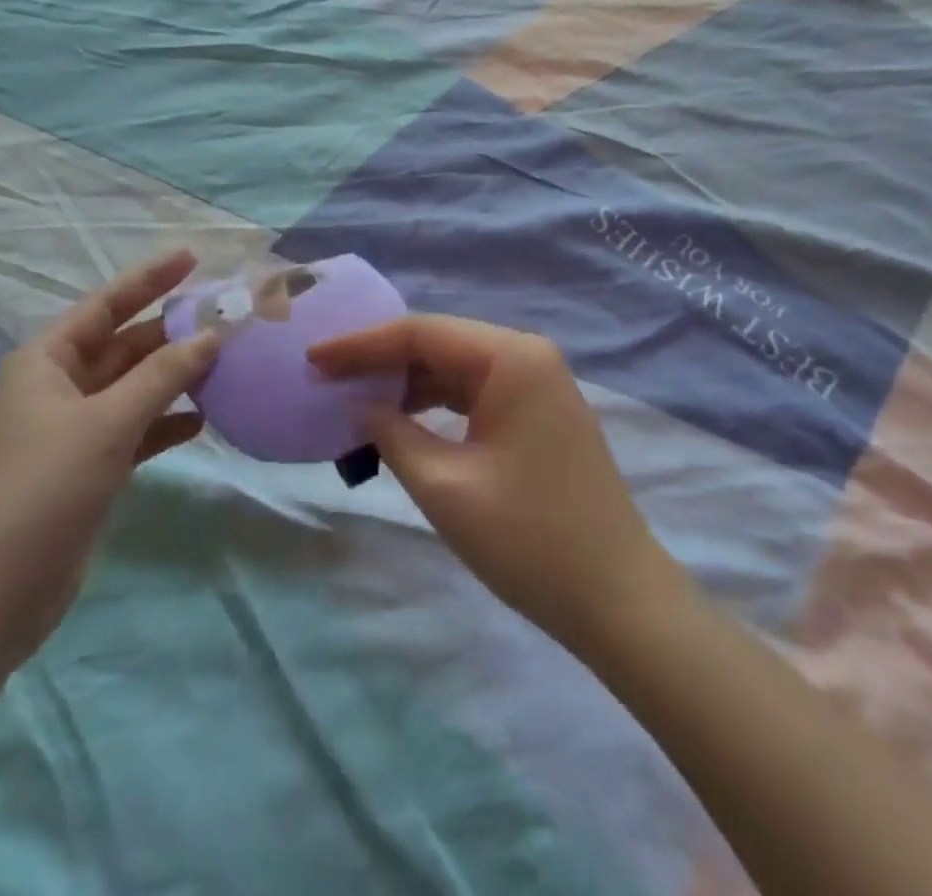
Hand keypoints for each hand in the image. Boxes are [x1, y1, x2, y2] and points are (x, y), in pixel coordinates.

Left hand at [0, 250, 218, 669]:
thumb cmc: (43, 489)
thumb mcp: (108, 422)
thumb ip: (164, 375)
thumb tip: (213, 335)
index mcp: (45, 361)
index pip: (105, 305)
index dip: (149, 279)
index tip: (192, 257)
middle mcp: (58, 387)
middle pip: (125, 346)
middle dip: (173, 333)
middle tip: (227, 317)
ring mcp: (73, 429)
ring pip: (134, 387)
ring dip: (175, 377)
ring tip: (227, 362)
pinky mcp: (88, 467)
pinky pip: (136, 428)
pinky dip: (166, 421)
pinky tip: (203, 419)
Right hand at [308, 315, 679, 651]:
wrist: (617, 599)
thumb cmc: (529, 539)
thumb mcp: (446, 487)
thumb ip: (393, 435)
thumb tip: (363, 407)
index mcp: (512, 357)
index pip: (422, 333)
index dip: (361, 345)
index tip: (313, 359)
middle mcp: (529, 356)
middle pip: (441, 344)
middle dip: (382, 361)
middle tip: (327, 380)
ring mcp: (540, 385)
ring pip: (458, 369)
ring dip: (408, 384)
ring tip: (355, 401)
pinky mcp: (541, 415)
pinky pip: (478, 394)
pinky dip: (437, 406)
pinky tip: (403, 422)